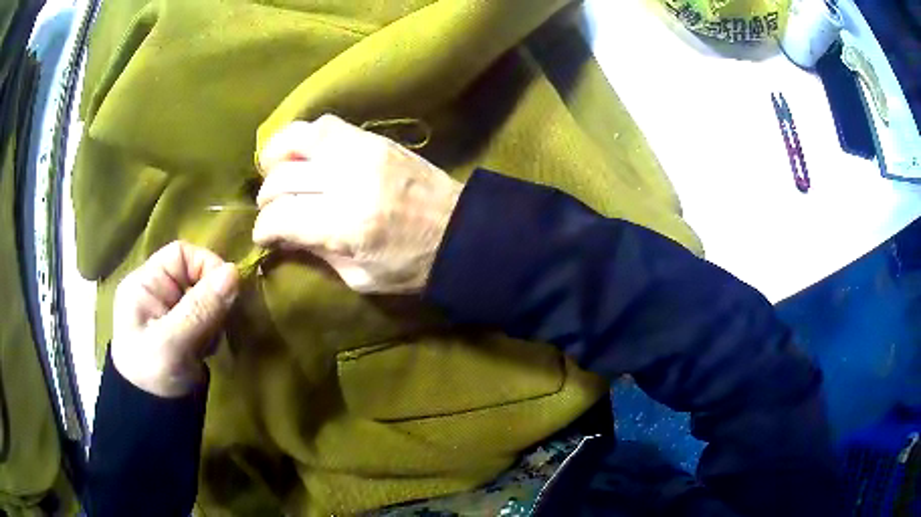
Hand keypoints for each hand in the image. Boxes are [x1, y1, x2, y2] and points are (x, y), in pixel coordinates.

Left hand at [111, 241, 238, 397]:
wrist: (150, 418)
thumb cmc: (152, 377)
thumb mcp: (172, 343)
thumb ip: (200, 308)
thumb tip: (235, 272)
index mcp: (144, 283)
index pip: (181, 253)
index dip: (206, 265)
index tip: (226, 292)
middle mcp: (156, 291)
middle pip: (195, 274)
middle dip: (210, 300)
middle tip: (213, 328)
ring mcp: (168, 311)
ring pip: (204, 297)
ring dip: (213, 318)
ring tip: (206, 344)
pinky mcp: (181, 329)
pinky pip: (205, 317)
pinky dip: (212, 331)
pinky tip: (205, 349)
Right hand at [252, 114, 462, 293]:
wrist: (462, 230)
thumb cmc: (413, 265)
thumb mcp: (360, 277)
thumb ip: (317, 254)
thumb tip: (283, 236)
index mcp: (347, 225)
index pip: (282, 218)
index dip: (263, 229)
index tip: (263, 236)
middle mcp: (349, 182)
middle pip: (284, 179)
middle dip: (267, 199)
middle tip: (271, 211)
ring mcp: (363, 153)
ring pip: (300, 139)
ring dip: (276, 155)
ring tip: (273, 171)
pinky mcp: (375, 139)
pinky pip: (327, 125)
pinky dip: (304, 137)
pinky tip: (300, 154)